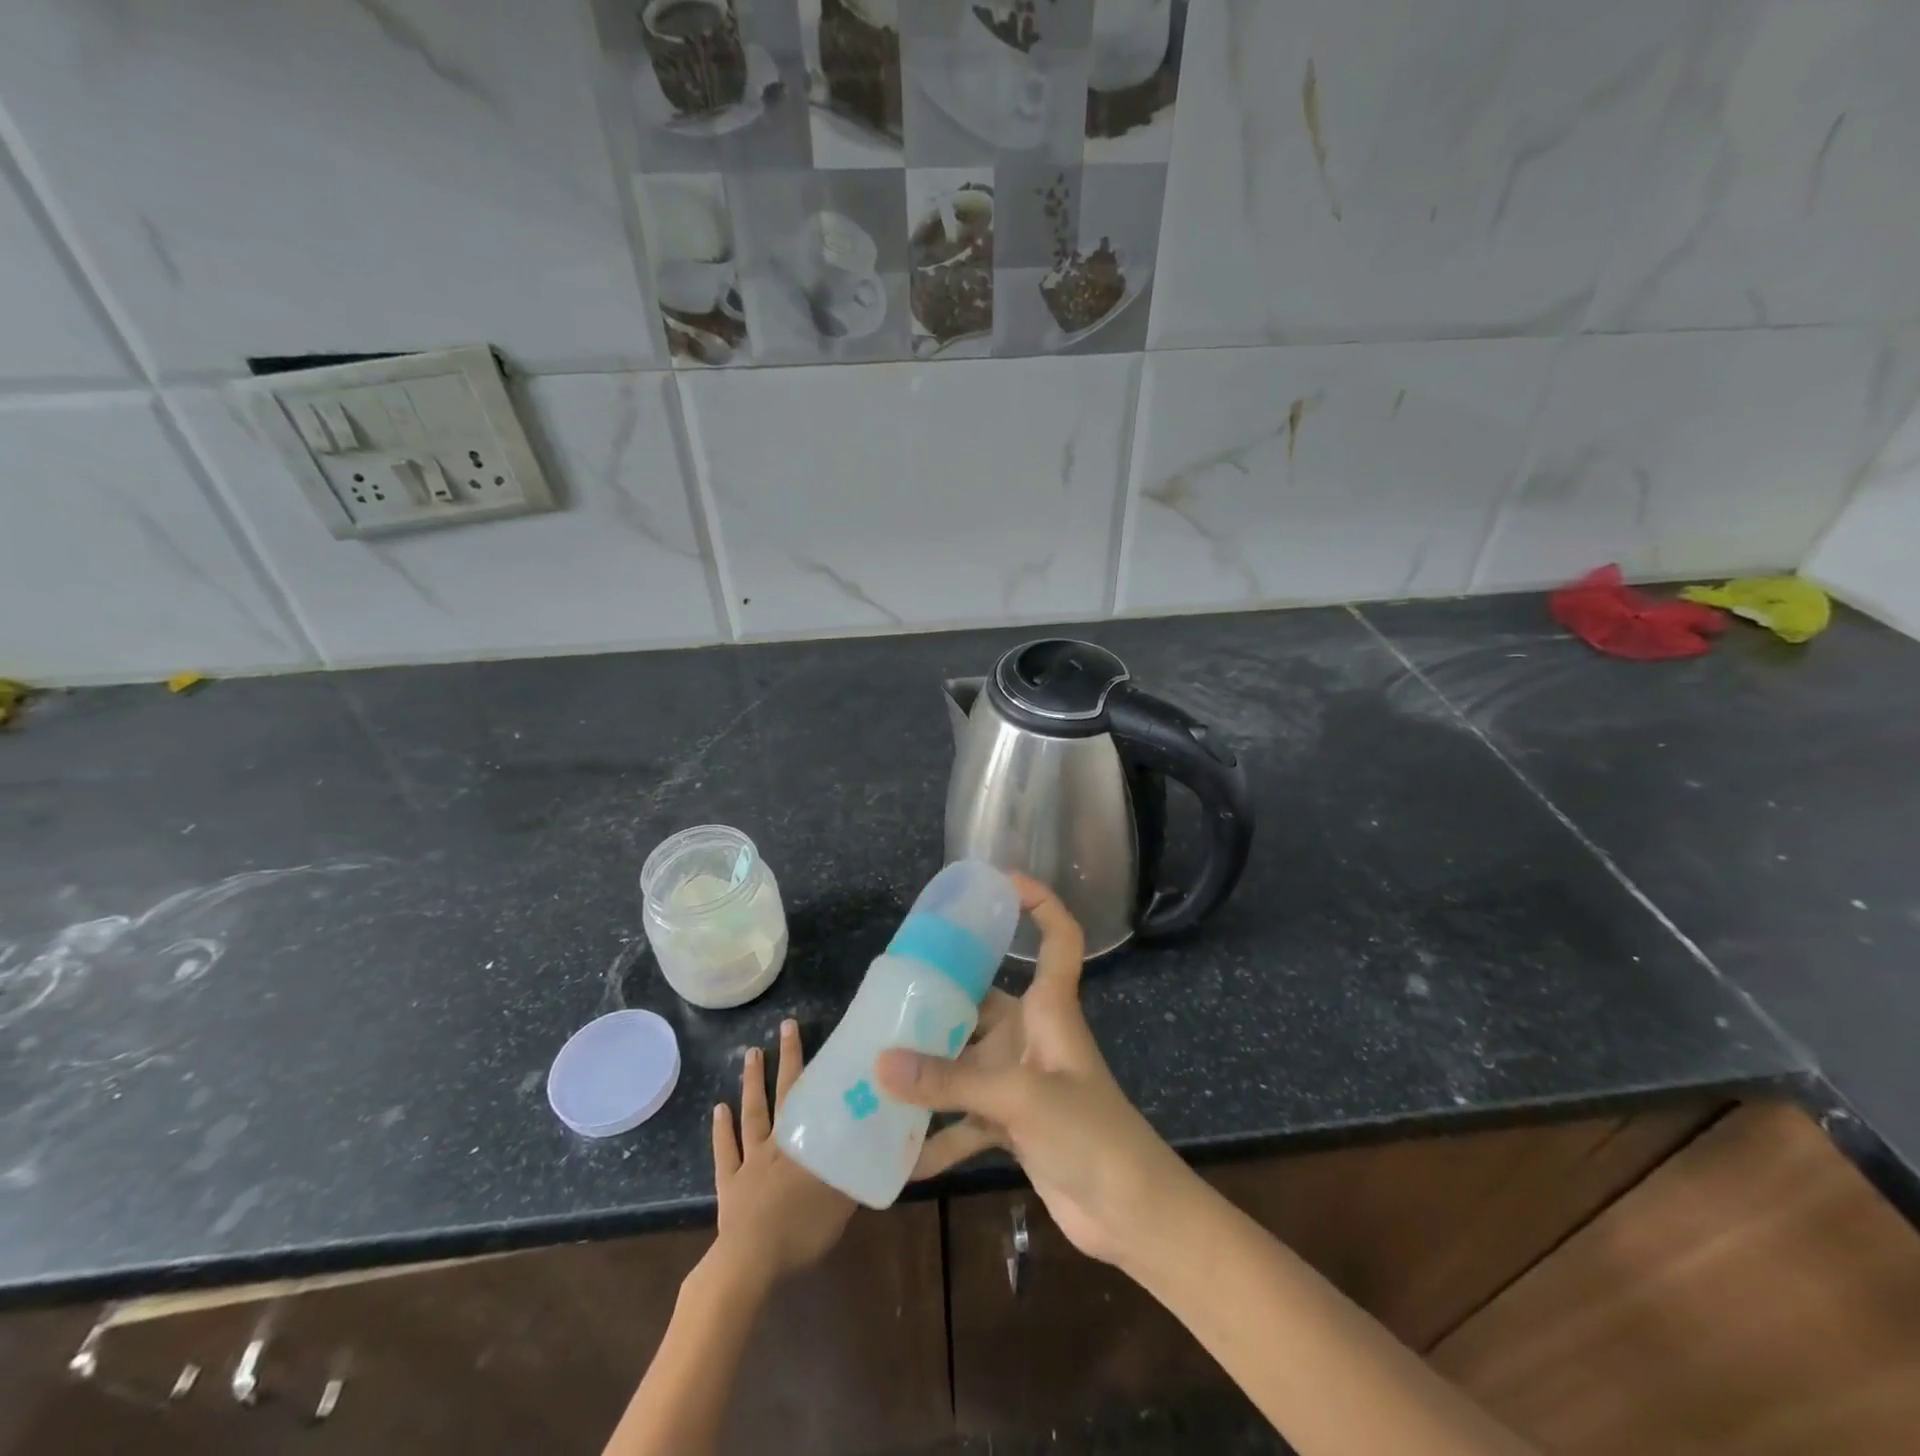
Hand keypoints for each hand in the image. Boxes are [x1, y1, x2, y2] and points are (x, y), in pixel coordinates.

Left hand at [709, 1019, 854, 1287]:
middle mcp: (777, 1142)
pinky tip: (718, 1108)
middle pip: (782, 1093)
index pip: (809, 1094)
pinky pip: (724, 1151)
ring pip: (752, 1113)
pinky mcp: (729, 1184)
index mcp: (803, 1143)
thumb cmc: (802, 1229)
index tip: (810, 1030)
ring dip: (751, 1083)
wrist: (752, 1263)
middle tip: (784, 1026)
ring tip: (751, 1053)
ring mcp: (749, 1161)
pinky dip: (720, 1130)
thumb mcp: (843, 1200)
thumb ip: (858, 1169)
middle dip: (785, 1059)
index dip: (809, 1062)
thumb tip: (884, 1143)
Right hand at [876, 874, 1190, 1266]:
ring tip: (874, 1068)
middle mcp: (1032, 1035)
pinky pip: (963, 1120)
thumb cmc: (1090, 1132)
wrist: (1130, 1213)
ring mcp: (1020, 1081)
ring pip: (965, 1061)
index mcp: (1050, 1008)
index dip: (1039, 902)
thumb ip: (949, 1082)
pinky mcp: (1012, 1124)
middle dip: (939, 999)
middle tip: (887, 996)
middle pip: (983, 1001)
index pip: (1058, 937)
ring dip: (928, 1071)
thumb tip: (881, 1064)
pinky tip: (896, 1154)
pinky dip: (936, 1135)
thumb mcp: (1018, 1098)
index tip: (999, 880)